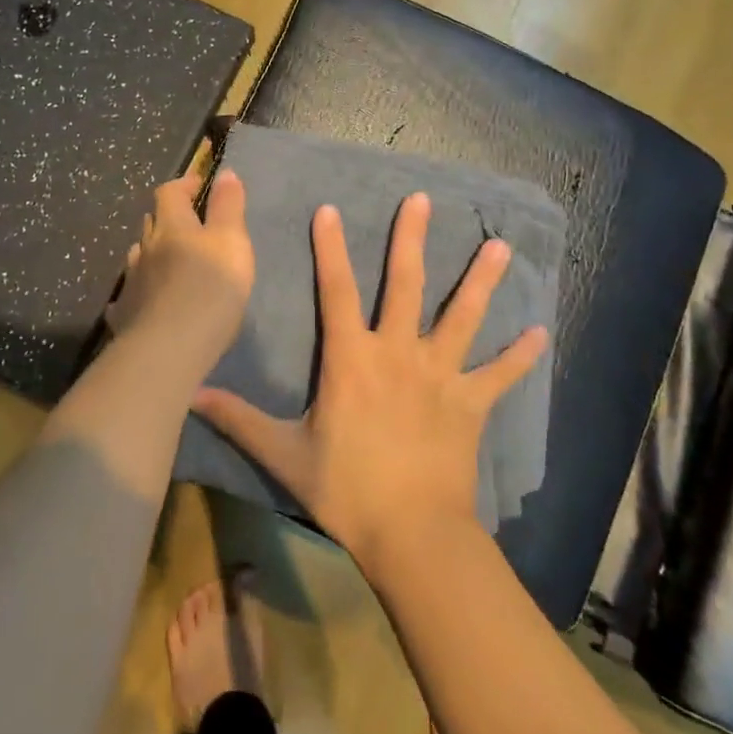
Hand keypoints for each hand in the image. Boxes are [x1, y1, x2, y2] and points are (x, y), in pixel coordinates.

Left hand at [105, 169, 254, 362]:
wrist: (170, 348)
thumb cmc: (211, 289)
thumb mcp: (233, 243)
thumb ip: (229, 207)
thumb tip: (225, 173)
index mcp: (172, 226)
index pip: (170, 192)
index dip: (184, 184)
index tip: (199, 184)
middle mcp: (146, 248)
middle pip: (152, 223)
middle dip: (169, 218)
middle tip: (189, 225)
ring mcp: (131, 282)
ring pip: (139, 257)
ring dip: (153, 253)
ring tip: (170, 262)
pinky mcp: (125, 314)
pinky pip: (129, 295)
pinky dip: (139, 290)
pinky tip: (145, 301)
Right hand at [191, 193, 547, 569]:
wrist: (411, 533)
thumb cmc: (346, 489)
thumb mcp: (284, 453)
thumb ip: (239, 419)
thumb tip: (192, 395)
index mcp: (352, 359)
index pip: (338, 291)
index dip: (331, 248)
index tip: (331, 209)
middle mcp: (398, 354)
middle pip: (407, 285)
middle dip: (412, 239)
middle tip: (423, 200)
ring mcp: (440, 376)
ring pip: (463, 317)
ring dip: (481, 280)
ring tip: (500, 245)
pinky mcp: (471, 404)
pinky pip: (499, 375)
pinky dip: (519, 355)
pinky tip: (540, 332)